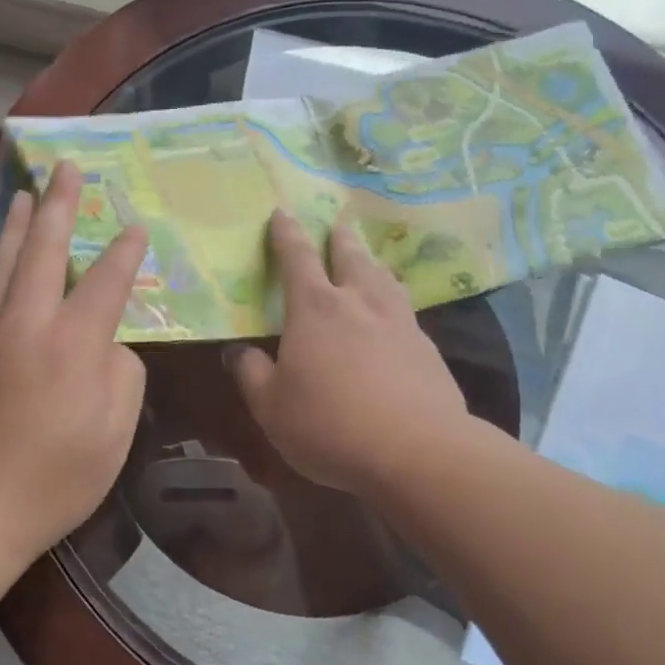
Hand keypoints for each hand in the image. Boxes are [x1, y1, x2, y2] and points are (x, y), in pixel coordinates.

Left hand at [0, 161, 148, 564]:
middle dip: (59, 205)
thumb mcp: (113, 435)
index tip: (136, 226)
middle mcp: (28, 325)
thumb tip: (109, 345)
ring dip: (18, 224)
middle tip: (66, 168)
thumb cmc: (53, 480)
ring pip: (4, 264)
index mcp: (73, 345)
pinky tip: (0, 257)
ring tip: (24, 193)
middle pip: (44, 251)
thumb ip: (122, 377)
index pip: (106, 282)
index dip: (125, 252)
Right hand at [229, 211, 479, 499]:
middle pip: (349, 256)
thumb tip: (238, 351)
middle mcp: (358, 302)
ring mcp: (398, 322)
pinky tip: (396, 314)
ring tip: (369, 260)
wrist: (418, 452)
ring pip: (383, 278)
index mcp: (314, 308)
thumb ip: (251, 373)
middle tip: (337, 224)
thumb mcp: (271, 407)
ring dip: (371, 263)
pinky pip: (405, 310)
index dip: (286, 233)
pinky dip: (394, 300)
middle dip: (339, 239)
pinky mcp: (427, 348)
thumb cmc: (330, 425)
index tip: (282, 212)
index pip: (295, 258)